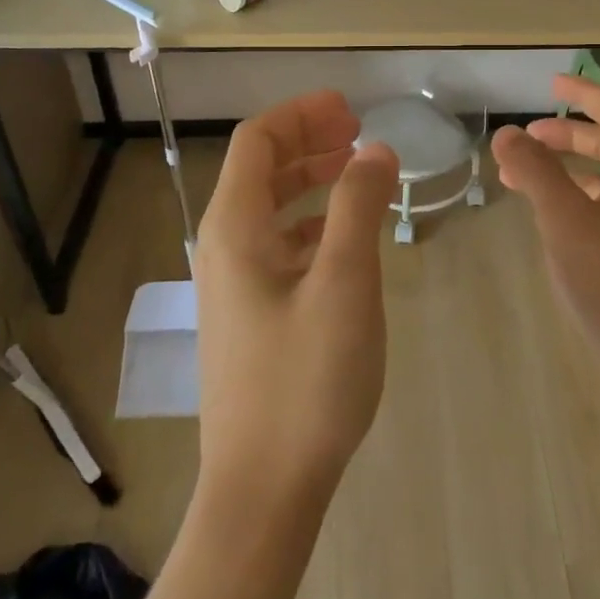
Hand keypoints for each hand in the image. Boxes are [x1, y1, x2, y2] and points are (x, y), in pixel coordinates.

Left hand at [193, 92, 398, 510]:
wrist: (264, 489)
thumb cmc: (306, 379)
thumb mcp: (345, 283)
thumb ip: (360, 206)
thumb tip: (375, 150)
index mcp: (235, 229)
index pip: (258, 141)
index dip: (303, 115)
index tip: (351, 109)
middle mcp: (224, 248)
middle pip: (261, 169)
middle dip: (308, 141)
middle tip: (359, 133)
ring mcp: (234, 285)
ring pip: (270, 208)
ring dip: (311, 180)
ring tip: (357, 173)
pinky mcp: (250, 316)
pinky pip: (279, 246)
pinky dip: (312, 223)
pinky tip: (345, 237)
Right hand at [492, 76, 599, 394]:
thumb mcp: (565, 221)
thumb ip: (535, 171)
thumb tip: (506, 131)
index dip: (583, 92)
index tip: (551, 83)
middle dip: (567, 132)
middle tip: (528, 136)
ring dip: (566, 167)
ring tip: (521, 176)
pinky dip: (573, 198)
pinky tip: (548, 218)